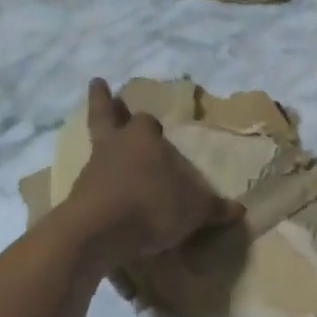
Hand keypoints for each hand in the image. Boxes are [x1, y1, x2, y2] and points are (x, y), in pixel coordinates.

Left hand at [64, 79, 241, 271]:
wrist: (98, 233)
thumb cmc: (152, 205)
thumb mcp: (194, 210)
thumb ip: (214, 208)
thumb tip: (239, 210)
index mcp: (143, 138)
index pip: (147, 121)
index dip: (151, 124)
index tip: (156, 128)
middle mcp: (115, 146)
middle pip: (105, 114)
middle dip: (102, 100)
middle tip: (98, 82)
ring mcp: (92, 169)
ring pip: (96, 148)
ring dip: (101, 146)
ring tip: (107, 152)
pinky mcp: (77, 196)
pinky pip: (89, 183)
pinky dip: (96, 184)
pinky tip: (104, 195)